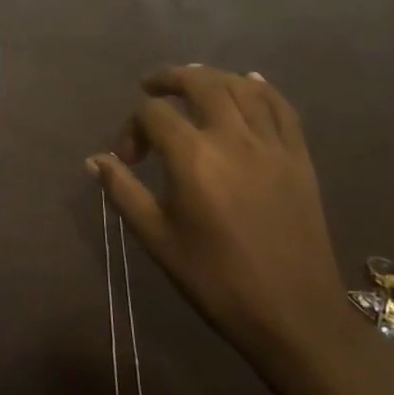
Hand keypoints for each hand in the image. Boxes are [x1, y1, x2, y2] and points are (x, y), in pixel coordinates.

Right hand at [89, 66, 356, 393]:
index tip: (127, 158)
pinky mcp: (299, 157)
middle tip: (151, 87)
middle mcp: (233, 138)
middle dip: (169, 78)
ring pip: (240, 87)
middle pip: (199, 83)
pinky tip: (247, 84)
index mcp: (193, 158)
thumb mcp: (159, 239)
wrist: (294, 316)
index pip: (154, 113)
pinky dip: (261, 89)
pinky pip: (282, 107)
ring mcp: (271, 145)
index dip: (131, 127)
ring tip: (192, 84)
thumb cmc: (217, 281)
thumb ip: (124, 192)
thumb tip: (94, 160)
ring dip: (211, 78)